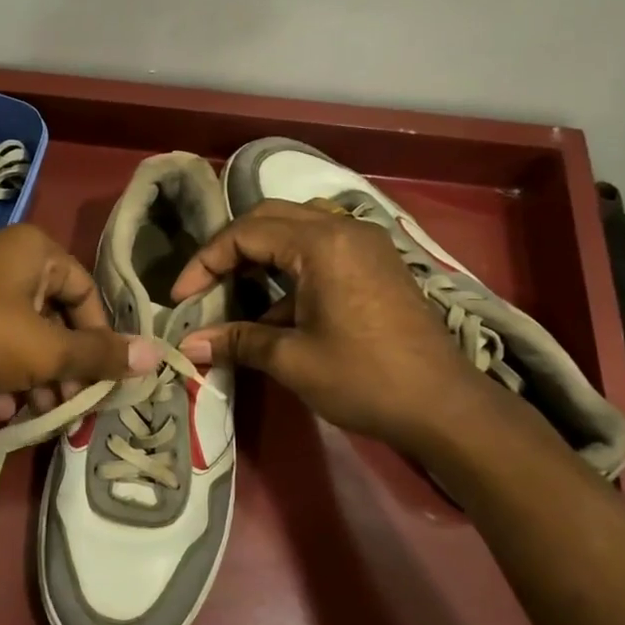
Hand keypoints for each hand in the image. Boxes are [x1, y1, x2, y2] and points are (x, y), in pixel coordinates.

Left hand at [0, 224, 158, 416]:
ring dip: (35, 375)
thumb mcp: (45, 350)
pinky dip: (0, 370)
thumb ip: (99, 355)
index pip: (87, 293)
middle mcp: (5, 258)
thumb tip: (157, 355)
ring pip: (21, 332)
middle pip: (55, 315)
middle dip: (65, 365)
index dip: (100, 338)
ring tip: (37, 413)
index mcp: (35, 251)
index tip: (101, 380)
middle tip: (69, 406)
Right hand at [169, 199, 487, 446]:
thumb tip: (187, 345)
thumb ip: (237, 341)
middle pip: (270, 218)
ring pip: (297, 228)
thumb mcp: (292, 360)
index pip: (246, 233)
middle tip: (204, 285)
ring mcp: (365, 243)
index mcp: (322, 243)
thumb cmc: (364, 378)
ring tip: (235, 289)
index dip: (205, 262)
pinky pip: (321, 247)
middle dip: (230, 249)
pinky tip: (277, 307)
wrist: (443, 406)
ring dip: (261, 252)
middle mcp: (344, 229)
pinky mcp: (376, 264)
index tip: (181, 298)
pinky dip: (290, 266)